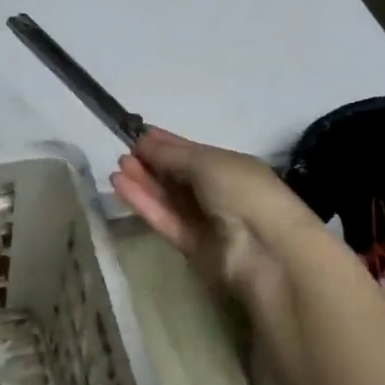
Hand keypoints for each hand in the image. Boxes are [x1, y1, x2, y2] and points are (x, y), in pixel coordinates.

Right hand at [111, 129, 302, 310]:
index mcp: (229, 167)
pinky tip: (121, 185)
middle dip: (151, 162)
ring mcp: (204, 220)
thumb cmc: (243, 191)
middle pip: (176, 175)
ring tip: (118, 167)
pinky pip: (163, 219)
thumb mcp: (207, 162)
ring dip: (143, 182)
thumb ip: (171, 155)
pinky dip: (143, 202)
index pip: (191, 152)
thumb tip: (143, 141)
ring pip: (167, 197)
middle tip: (123, 152)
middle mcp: (217, 192)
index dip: (165, 143)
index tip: (136, 134)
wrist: (267, 250)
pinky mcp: (190, 246)